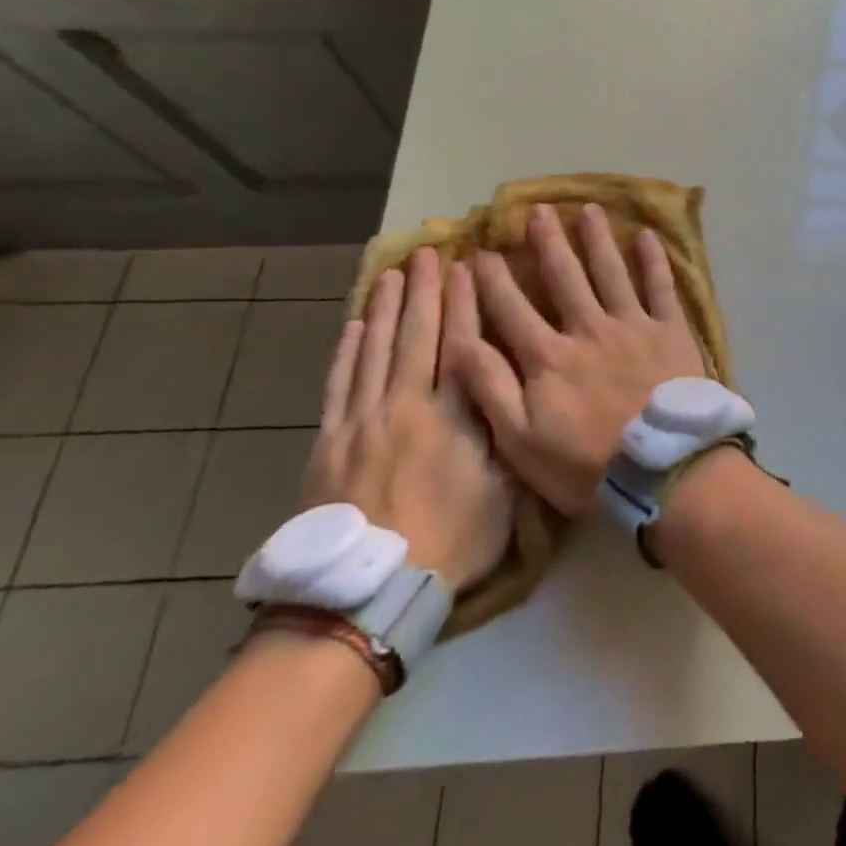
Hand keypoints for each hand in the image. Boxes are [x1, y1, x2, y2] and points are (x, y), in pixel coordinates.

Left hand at [303, 246, 511, 590]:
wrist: (367, 591)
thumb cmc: (450, 541)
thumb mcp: (503, 491)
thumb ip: (506, 436)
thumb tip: (516, 394)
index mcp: (451, 417)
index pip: (460, 346)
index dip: (464, 305)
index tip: (466, 269)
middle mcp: (404, 407)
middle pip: (414, 338)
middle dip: (423, 293)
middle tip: (426, 254)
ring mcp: (361, 422)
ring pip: (373, 352)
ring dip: (383, 310)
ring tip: (390, 275)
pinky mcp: (329, 442)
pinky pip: (338, 385)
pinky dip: (346, 352)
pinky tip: (352, 327)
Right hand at [443, 202, 706, 513]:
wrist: (663, 466)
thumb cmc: (587, 463)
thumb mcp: (520, 439)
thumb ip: (490, 388)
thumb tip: (456, 341)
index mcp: (549, 356)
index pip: (511, 309)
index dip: (492, 281)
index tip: (480, 252)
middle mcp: (589, 329)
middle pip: (564, 277)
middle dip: (547, 243)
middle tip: (537, 210)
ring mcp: (633, 325)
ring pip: (610, 272)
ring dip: (597, 239)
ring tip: (588, 210)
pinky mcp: (671, 330)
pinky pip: (661, 287)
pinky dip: (654, 261)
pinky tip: (648, 235)